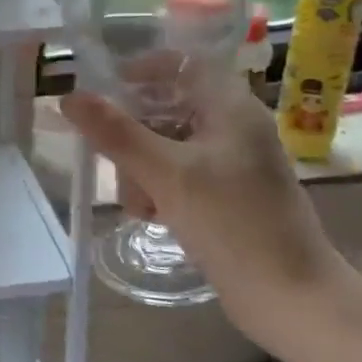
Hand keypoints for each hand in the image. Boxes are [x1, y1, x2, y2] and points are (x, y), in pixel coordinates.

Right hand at [61, 70, 361, 356]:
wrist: (292, 298)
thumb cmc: (233, 224)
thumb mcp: (166, 174)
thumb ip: (116, 134)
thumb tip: (69, 97)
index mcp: (231, 108)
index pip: (182, 64)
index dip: (142, 69)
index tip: (105, 89)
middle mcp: (234, 127)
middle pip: (168, 107)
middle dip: (133, 133)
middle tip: (111, 160)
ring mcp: (232, 164)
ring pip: (168, 146)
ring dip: (142, 168)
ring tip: (138, 203)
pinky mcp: (228, 196)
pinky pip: (180, 176)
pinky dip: (160, 188)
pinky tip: (153, 215)